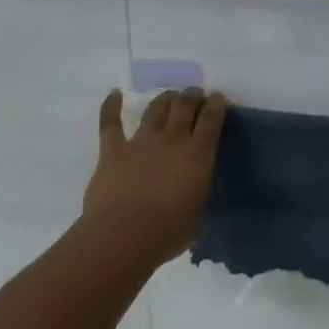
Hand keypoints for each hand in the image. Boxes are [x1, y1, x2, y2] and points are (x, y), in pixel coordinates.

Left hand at [82, 87, 227, 264]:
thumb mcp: (198, 213)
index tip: (218, 98)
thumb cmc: (168, 232)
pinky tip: (114, 94)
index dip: (216, 104)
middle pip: (184, 106)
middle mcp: (172, 140)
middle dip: (192, 96)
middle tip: (195, 93)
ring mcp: (141, 142)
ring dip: (164, 99)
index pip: (211, 119)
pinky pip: (110, 122)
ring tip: (170, 95)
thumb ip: (197, 194)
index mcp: (198, 155)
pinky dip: (111, 106)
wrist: (125, 235)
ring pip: (155, 109)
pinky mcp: (113, 150)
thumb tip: (193, 190)